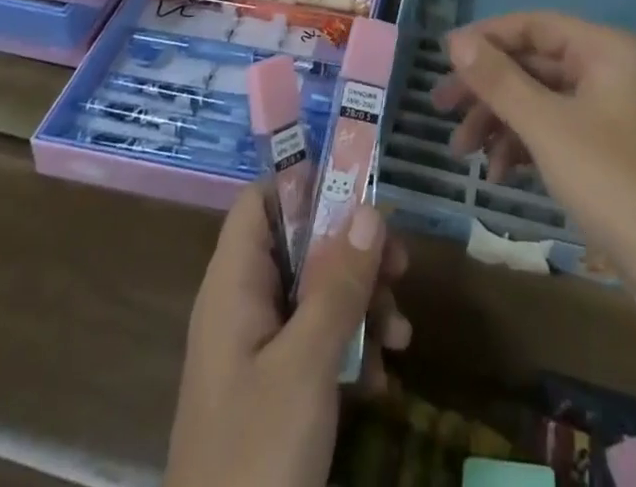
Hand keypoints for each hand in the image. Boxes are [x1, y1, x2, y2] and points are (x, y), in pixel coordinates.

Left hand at [165, 190, 410, 486]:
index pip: (261, 201)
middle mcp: (244, 305)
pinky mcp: (276, 389)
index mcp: (234, 285)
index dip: (305, 183)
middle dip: (354, 253)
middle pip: (301, 245)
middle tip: (401, 266)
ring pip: (317, 294)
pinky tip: (380, 381)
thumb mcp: (306, 365)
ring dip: (363, 306)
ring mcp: (260, 350)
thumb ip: (337, 284)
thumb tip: (368, 209)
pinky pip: (318, 343)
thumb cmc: (257, 452)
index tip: (360, 189)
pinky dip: (352, 350)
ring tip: (400, 337)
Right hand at [433, 13, 635, 332]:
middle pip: (535, 64)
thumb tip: (455, 40)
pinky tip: (499, 175)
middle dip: (488, 89)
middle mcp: (611, 70)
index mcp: (605, 50)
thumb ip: (499, 80)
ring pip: (543, 101)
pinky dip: (526, 147)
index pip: (534, 25)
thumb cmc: (614, 183)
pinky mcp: (611, 151)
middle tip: (441, 108)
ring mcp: (613, 113)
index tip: (443, 60)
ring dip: (501, 122)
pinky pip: (558, 131)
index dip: (486, 38)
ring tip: (462, 152)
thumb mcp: (547, 127)